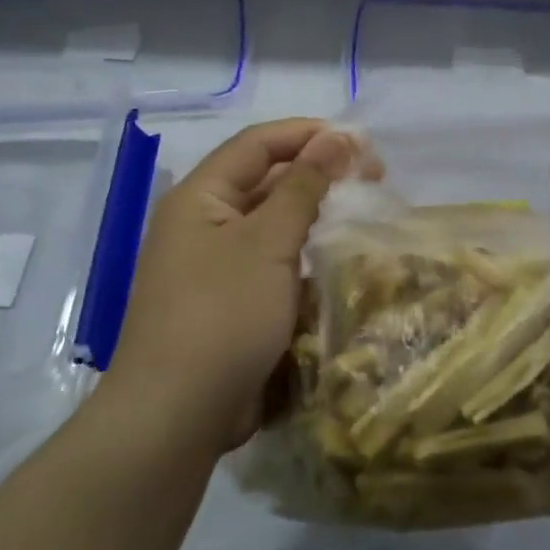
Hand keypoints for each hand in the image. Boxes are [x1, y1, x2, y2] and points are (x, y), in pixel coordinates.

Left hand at [107, 119, 356, 450]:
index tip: (360, 140)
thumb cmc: (222, 314)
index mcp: (200, 197)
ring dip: (315, 213)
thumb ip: (304, 186)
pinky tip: (339, 258)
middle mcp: (204, 222)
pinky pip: (273, 261)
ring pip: (272, 222)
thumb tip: (336, 137)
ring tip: (363, 212)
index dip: (308, 133)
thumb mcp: (268, 242)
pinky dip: (304, 253)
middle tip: (373, 177)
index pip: (258, 144)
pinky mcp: (231, 301)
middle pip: (266, 179)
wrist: (177, 416)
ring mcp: (215, 264)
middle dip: (318, 172)